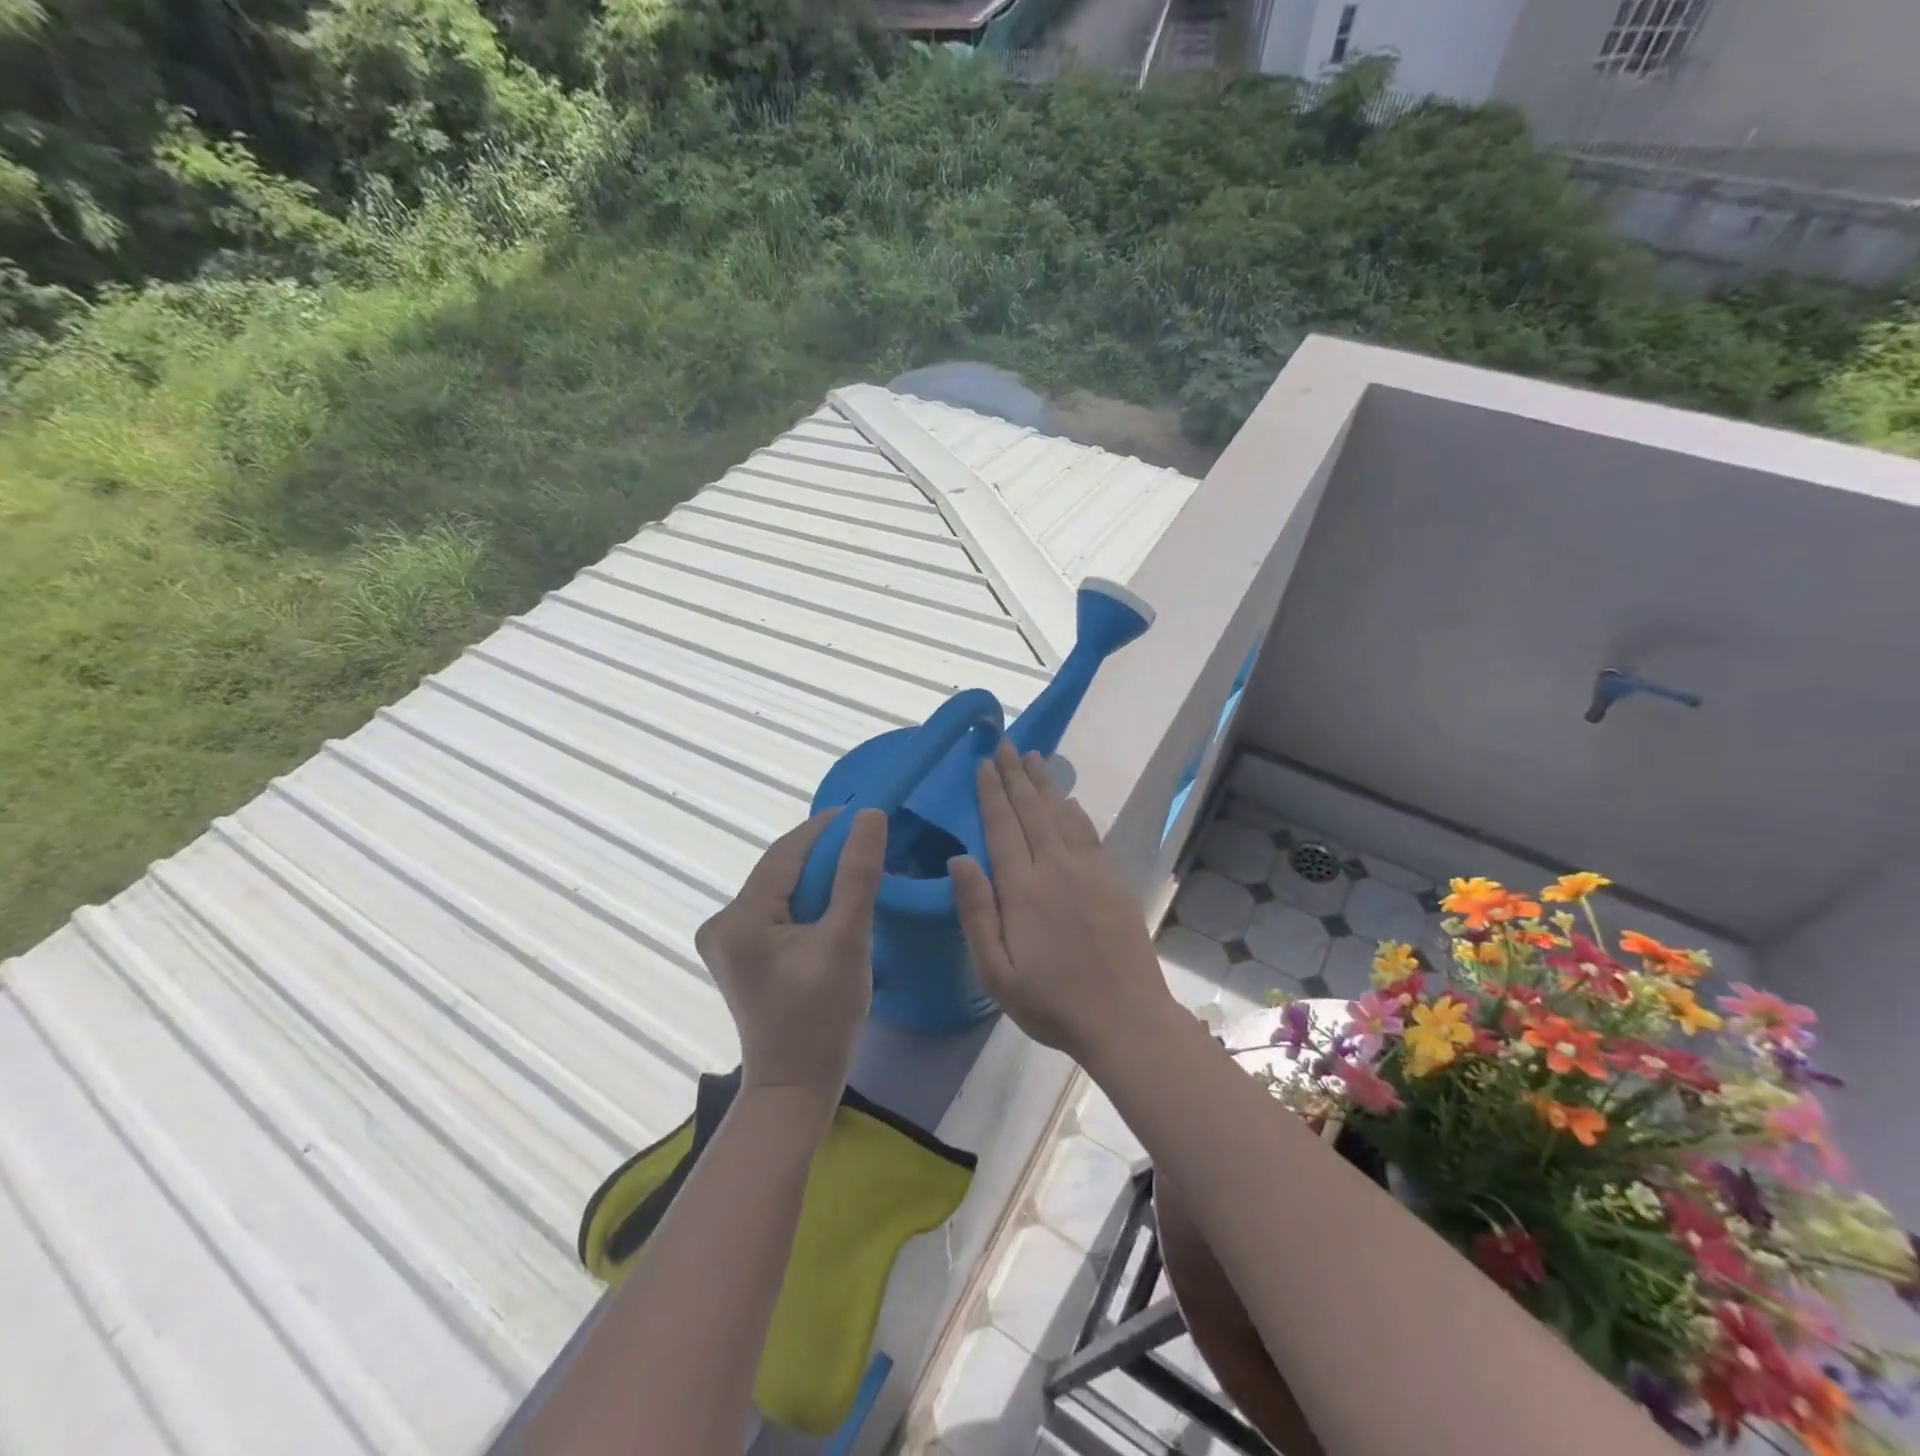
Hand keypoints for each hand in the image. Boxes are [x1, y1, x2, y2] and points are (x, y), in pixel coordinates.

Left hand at [695, 807, 887, 1100]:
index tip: (865, 813)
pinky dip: (805, 900)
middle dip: (823, 854)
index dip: (825, 828)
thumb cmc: (823, 1017)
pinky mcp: (737, 952)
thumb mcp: (847, 941)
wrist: (795, 1085)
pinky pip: (776, 909)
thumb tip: (870, 817)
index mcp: (739, 918)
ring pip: (780, 888)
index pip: (786, 853)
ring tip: (857, 868)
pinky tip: (833, 902)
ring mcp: (725, 939)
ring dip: (816, 877)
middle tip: (868, 843)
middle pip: (780, 870)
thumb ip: (857, 875)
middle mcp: (721, 922)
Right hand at [950, 741, 1174, 1065]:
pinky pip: (1089, 833)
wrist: (1126, 1019)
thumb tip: (959, 858)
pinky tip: (1069, 801)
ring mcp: (1090, 871)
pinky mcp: (1113, 880)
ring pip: (1063, 814)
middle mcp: (1057, 867)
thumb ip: (977, 912)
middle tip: (1007, 745)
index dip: (992, 793)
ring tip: (1035, 758)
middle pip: (1033, 810)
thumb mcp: (997, 972)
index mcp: (1024, 888)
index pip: (1003, 827)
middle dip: (1017, 775)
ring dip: (1046, 785)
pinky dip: (1075, 811)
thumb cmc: (1052, 1002)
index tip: (983, 764)